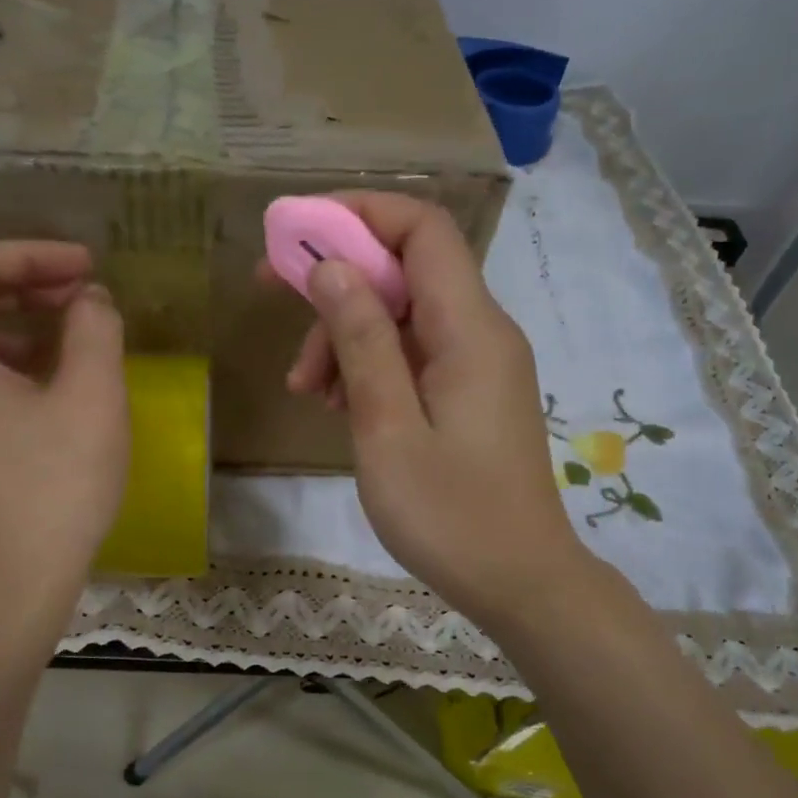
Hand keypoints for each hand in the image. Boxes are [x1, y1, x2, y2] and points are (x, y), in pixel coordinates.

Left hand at [0, 242, 127, 610]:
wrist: (8, 593)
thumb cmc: (53, 490)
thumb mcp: (92, 399)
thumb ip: (94, 329)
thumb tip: (88, 301)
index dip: (33, 254)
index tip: (87, 268)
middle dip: (27, 292)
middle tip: (85, 302)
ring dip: (18, 335)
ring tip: (74, 350)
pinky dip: (2, 375)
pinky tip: (47, 400)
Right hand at [270, 192, 590, 630]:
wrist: (520, 582)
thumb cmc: (450, 515)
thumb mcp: (389, 430)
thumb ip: (363, 343)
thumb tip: (333, 267)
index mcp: (470, 329)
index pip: (421, 228)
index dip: (357, 214)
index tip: (294, 235)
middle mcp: (481, 331)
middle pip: (405, 270)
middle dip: (338, 284)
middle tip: (278, 312)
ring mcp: (477, 364)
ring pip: (403, 316)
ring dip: (347, 336)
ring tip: (307, 392)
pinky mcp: (469, 394)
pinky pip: (414, 355)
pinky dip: (370, 366)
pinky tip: (339, 406)